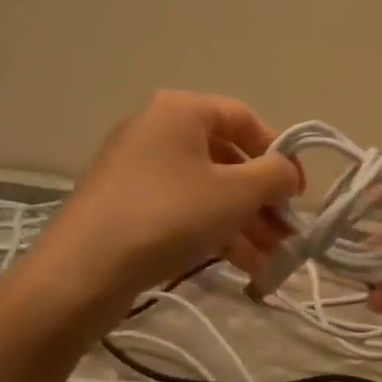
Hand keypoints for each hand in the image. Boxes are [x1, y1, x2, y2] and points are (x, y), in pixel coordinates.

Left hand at [33, 91, 300, 308]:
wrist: (83, 270)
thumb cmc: (168, 216)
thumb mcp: (235, 194)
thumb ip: (274, 175)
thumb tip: (288, 172)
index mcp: (180, 111)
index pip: (244, 118)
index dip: (278, 153)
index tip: (298, 192)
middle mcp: (157, 130)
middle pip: (226, 159)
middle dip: (262, 199)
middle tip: (288, 234)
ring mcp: (138, 170)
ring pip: (206, 190)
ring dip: (244, 223)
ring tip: (272, 260)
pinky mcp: (127, 206)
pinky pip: (183, 209)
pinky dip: (214, 231)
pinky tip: (243, 267)